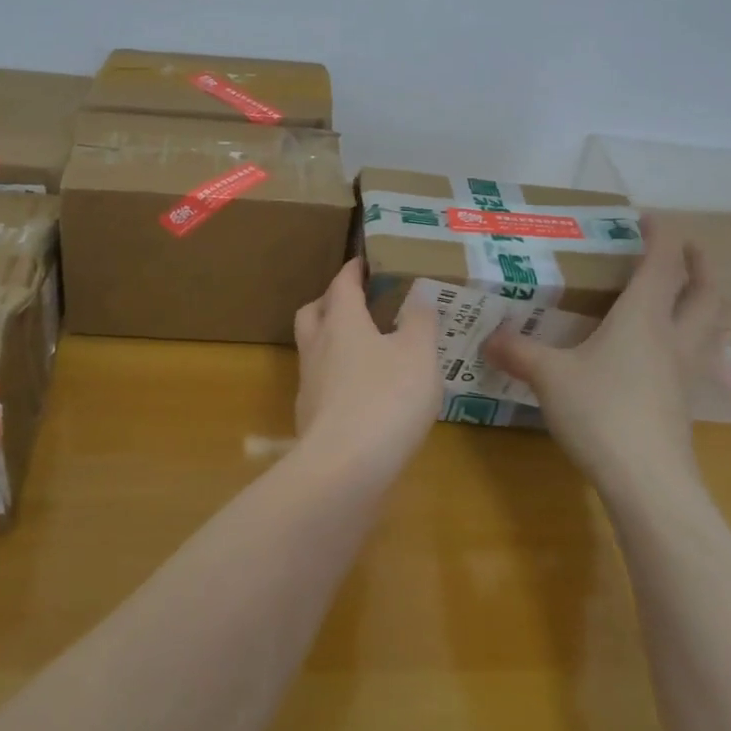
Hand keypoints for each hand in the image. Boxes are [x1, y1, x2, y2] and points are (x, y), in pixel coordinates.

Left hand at [292, 259, 441, 476]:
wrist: (344, 468)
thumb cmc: (386, 398)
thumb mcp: (418, 354)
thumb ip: (420, 321)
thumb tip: (419, 294)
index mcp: (341, 321)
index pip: (341, 284)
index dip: (353, 270)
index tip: (364, 262)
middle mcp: (318, 346)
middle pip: (313, 312)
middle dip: (331, 301)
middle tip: (357, 302)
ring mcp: (310, 383)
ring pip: (314, 349)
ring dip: (332, 341)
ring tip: (365, 349)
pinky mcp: (310, 418)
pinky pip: (322, 384)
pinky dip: (338, 377)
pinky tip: (363, 393)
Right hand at [482, 219, 730, 509]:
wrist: (649, 483)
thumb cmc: (601, 413)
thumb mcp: (549, 376)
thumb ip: (518, 352)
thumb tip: (487, 338)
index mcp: (643, 318)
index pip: (663, 263)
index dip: (661, 235)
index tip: (647, 218)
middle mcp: (674, 337)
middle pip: (707, 291)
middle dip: (699, 264)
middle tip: (684, 250)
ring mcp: (688, 372)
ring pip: (717, 325)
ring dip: (711, 300)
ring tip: (693, 293)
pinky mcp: (687, 403)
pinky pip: (706, 356)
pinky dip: (701, 338)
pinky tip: (676, 350)